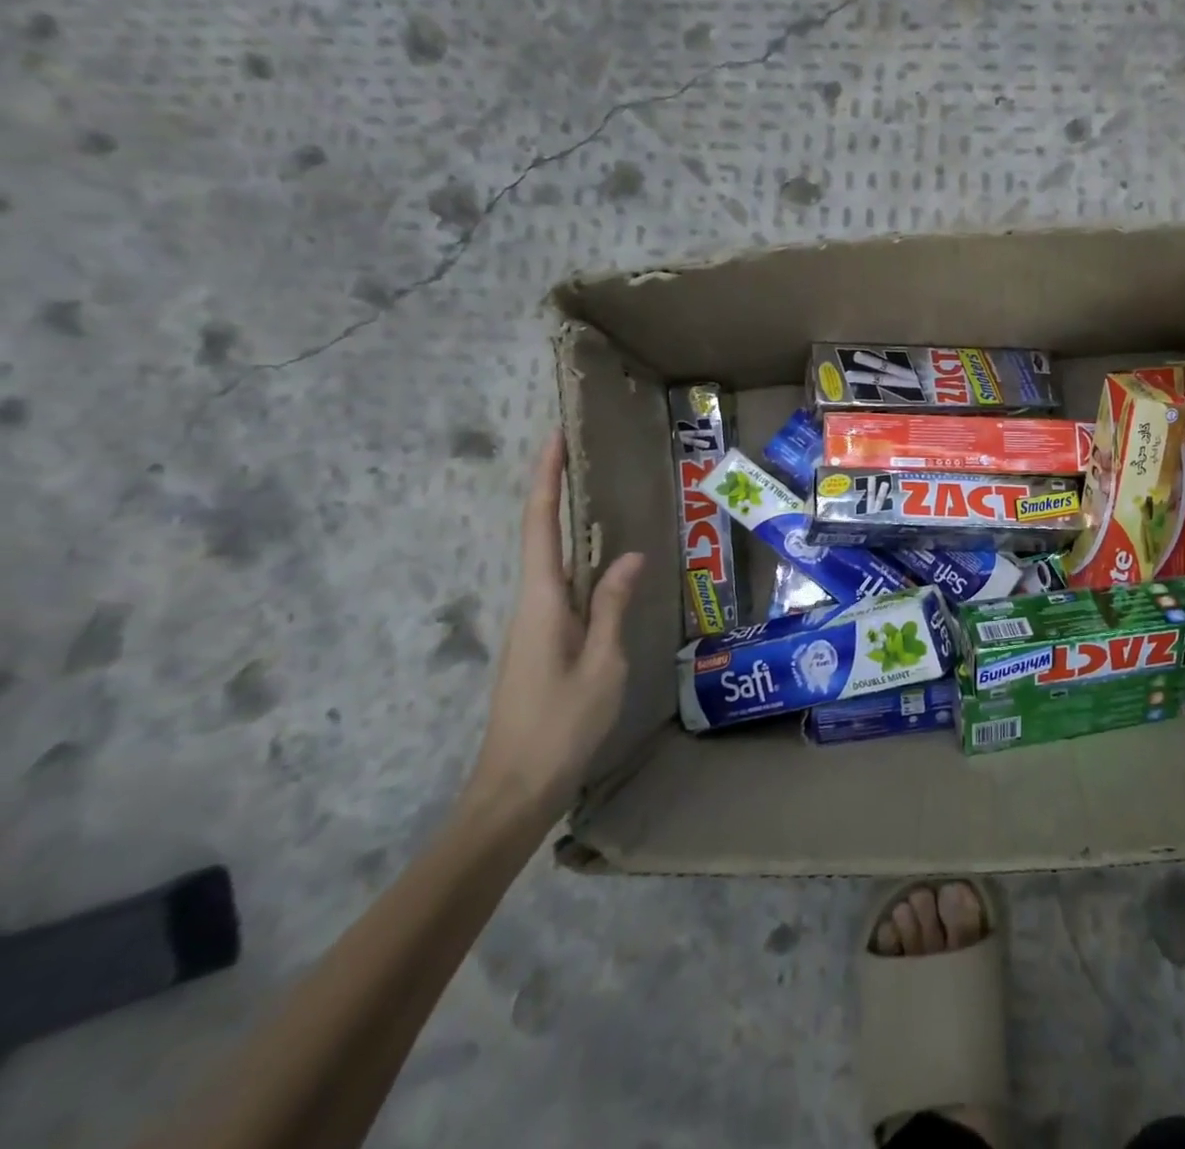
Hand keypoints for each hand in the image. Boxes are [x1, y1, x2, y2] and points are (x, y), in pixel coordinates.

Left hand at [466, 433, 644, 823]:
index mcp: (542, 603)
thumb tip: (628, 555)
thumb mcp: (602, 664)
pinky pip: (564, 588)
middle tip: (584, 452)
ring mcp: (535, 625)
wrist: (516, 788)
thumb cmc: (561, 725)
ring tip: (599, 494)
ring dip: (567, 523)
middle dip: (555, 489)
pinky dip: (579, 561)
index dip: (546, 479)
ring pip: (552, 562)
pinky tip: (604, 563)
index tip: (555, 437)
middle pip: (539, 535)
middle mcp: (532, 604)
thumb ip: (613, 607)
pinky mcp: (543, 642)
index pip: (539, 526)